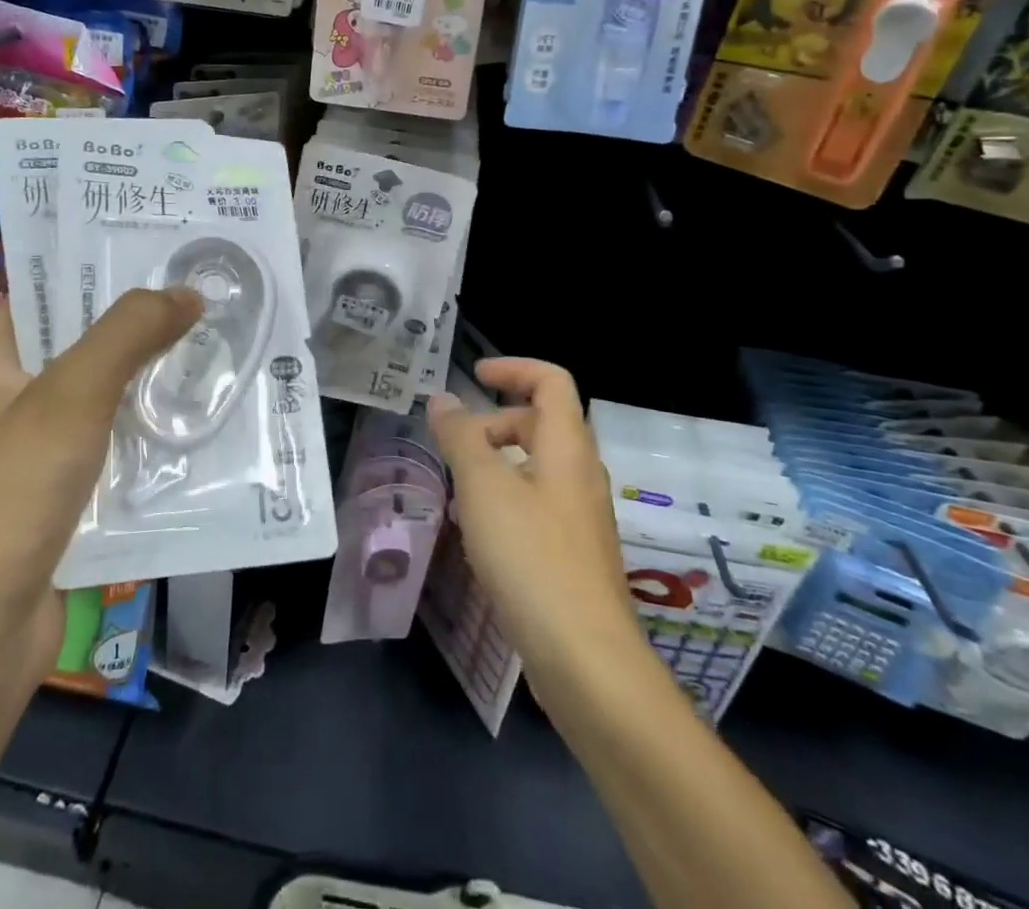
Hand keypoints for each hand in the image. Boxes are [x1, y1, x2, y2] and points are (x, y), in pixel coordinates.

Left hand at [0, 287, 201, 672]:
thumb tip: (187, 293)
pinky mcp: (62, 508)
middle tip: (200, 299)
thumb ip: (129, 334)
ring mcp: (34, 463)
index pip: (37, 298)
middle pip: (78, 350)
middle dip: (136, 329)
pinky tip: (196, 432)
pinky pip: (112, 459)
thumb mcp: (72, 394)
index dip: (87, 271)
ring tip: (212, 355)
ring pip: (102, 407)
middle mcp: (7, 409)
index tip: (151, 253)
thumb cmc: (10, 493)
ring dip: (148, 388)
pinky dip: (147, 445)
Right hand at [427, 358, 638, 708]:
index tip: (474, 376)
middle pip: (542, 423)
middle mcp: (581, 474)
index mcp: (567, 447)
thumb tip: (442, 399)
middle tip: (456, 443)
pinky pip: (538, 506)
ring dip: (497, 464)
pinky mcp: (575, 555)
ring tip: (457, 488)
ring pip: (538, 468)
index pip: (551, 381)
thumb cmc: (531, 557)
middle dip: (496, 422)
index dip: (514, 368)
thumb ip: (460, 438)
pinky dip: (506, 501)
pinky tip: (478, 534)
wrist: (585, 659)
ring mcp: (581, 518)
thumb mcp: (483, 487)